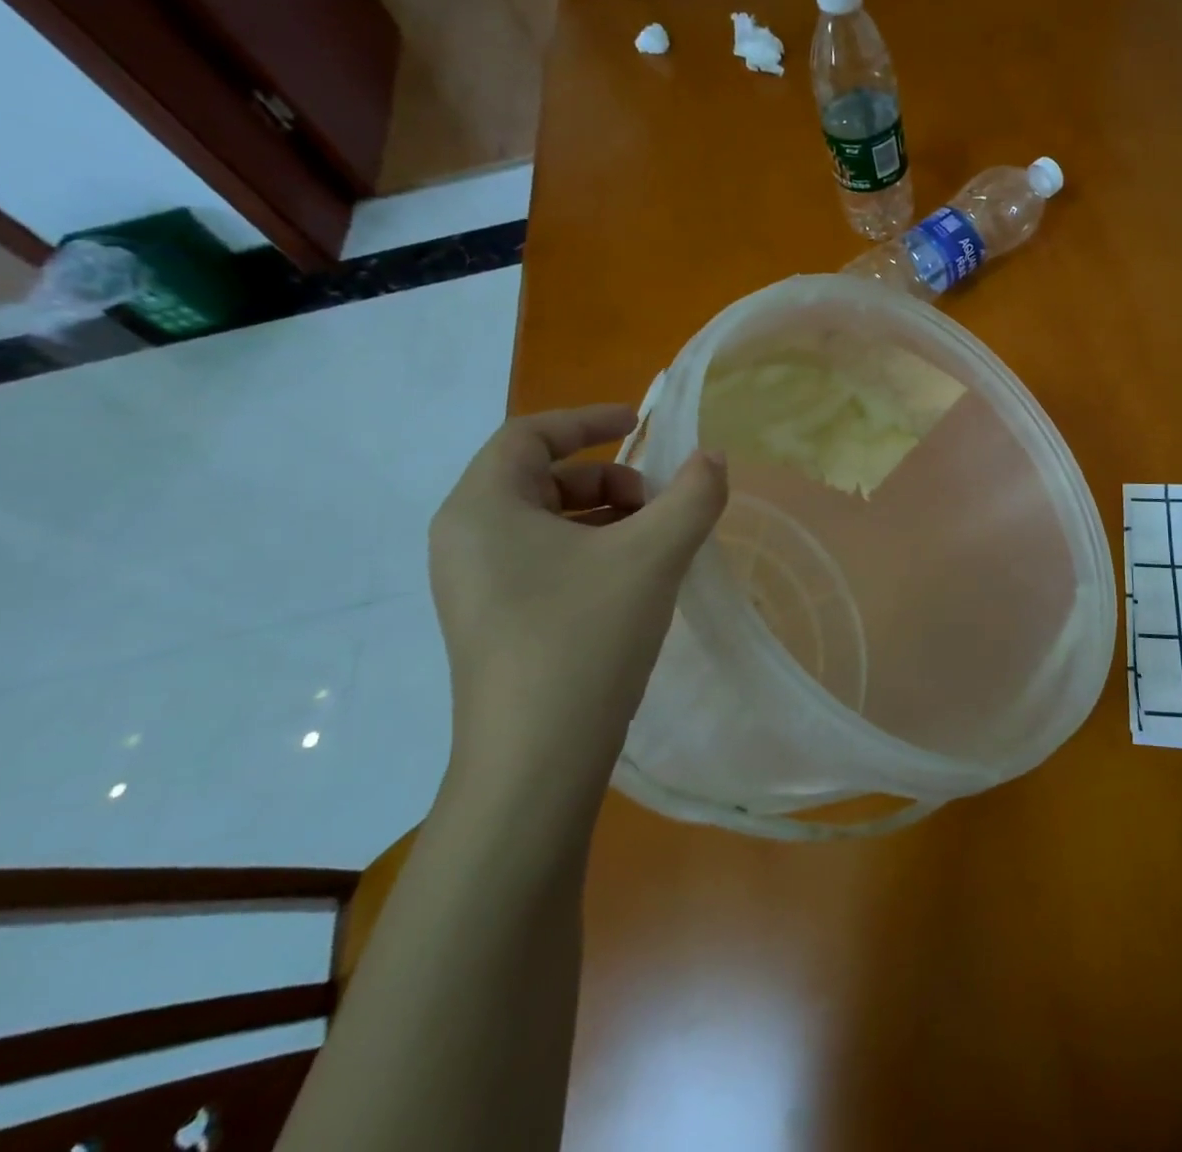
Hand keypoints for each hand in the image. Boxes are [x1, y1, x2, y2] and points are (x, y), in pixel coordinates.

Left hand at [428, 404, 727, 816]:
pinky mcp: (495, 622)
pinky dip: (593, 552)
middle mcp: (467, 540)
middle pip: (540, 478)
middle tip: (661, 503)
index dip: (587, 418)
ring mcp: (477, 586)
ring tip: (658, 544)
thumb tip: (714, 459)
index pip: (528, 434)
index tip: (640, 421)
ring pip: (547, 523)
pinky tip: (636, 581)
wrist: (535, 761)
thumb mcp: (652, 555)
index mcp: (482, 508)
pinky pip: (545, 561)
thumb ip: (693, 496)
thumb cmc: (584, 637)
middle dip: (609, 478)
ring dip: (607, 517)